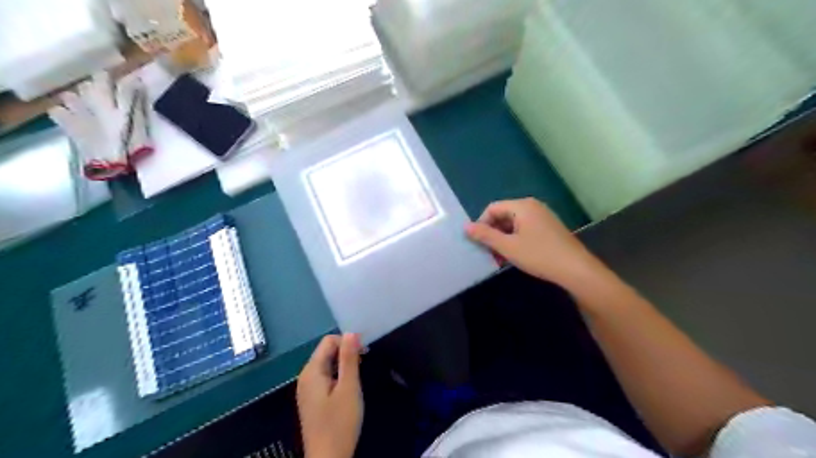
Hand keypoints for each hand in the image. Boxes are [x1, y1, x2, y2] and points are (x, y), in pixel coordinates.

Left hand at [296, 332, 361, 456]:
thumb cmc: (340, 423)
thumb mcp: (349, 388)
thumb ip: (349, 359)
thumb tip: (351, 332)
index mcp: (311, 371)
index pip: (329, 341)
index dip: (347, 343)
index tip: (364, 355)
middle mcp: (305, 376)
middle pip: (326, 351)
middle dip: (345, 354)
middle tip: (362, 367)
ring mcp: (307, 389)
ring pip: (327, 364)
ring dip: (343, 365)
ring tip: (357, 379)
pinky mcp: (312, 399)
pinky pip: (325, 377)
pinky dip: (338, 376)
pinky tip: (347, 389)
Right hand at [466, 196, 597, 288]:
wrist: (576, 269)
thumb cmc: (539, 255)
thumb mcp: (508, 247)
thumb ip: (485, 235)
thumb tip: (465, 227)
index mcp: (522, 206)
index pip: (492, 208)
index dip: (482, 224)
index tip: (478, 243)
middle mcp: (532, 206)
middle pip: (503, 215)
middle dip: (493, 233)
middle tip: (488, 252)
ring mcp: (542, 216)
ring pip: (513, 224)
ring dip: (503, 239)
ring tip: (500, 258)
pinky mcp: (549, 228)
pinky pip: (525, 229)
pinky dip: (515, 240)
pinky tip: (515, 256)